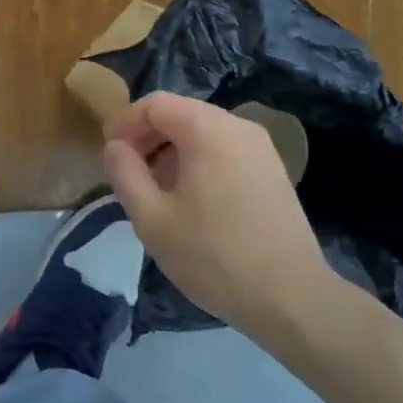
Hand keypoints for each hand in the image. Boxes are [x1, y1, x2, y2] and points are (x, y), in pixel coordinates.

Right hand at [104, 92, 331, 340]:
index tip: (110, 156)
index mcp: (207, 129)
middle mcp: (238, 126)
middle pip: (180, 114)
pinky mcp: (274, 170)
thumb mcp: (151, 218)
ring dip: (172, 152)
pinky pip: (225, 150)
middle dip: (148, 139)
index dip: (125, 124)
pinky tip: (193, 203)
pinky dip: (200, 163)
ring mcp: (262, 147)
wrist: (292, 298)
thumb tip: (116, 146)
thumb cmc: (213, 256)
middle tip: (130, 175)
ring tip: (158, 193)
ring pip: (203, 133)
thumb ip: (124, 172)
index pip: (154, 104)